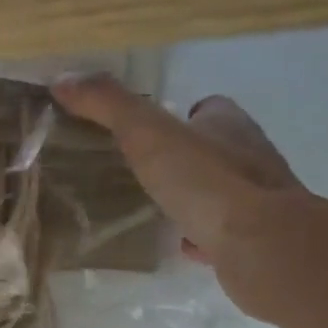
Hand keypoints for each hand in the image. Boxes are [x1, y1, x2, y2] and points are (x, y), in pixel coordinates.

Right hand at [52, 74, 301, 298]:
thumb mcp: (147, 134)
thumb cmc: (207, 180)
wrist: (264, 247)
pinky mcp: (258, 240)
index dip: (180, 114)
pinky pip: (226, 232)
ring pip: (223, 190)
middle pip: (217, 147)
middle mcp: (252, 157)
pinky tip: (180, 244)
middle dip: (186, 156)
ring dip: (196, 195)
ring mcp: (260, 201)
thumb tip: (63, 79)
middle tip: (145, 168)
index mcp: (229, 124)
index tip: (149, 128)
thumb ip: (107, 105)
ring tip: (157, 205)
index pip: (209, 107)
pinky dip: (204, 234)